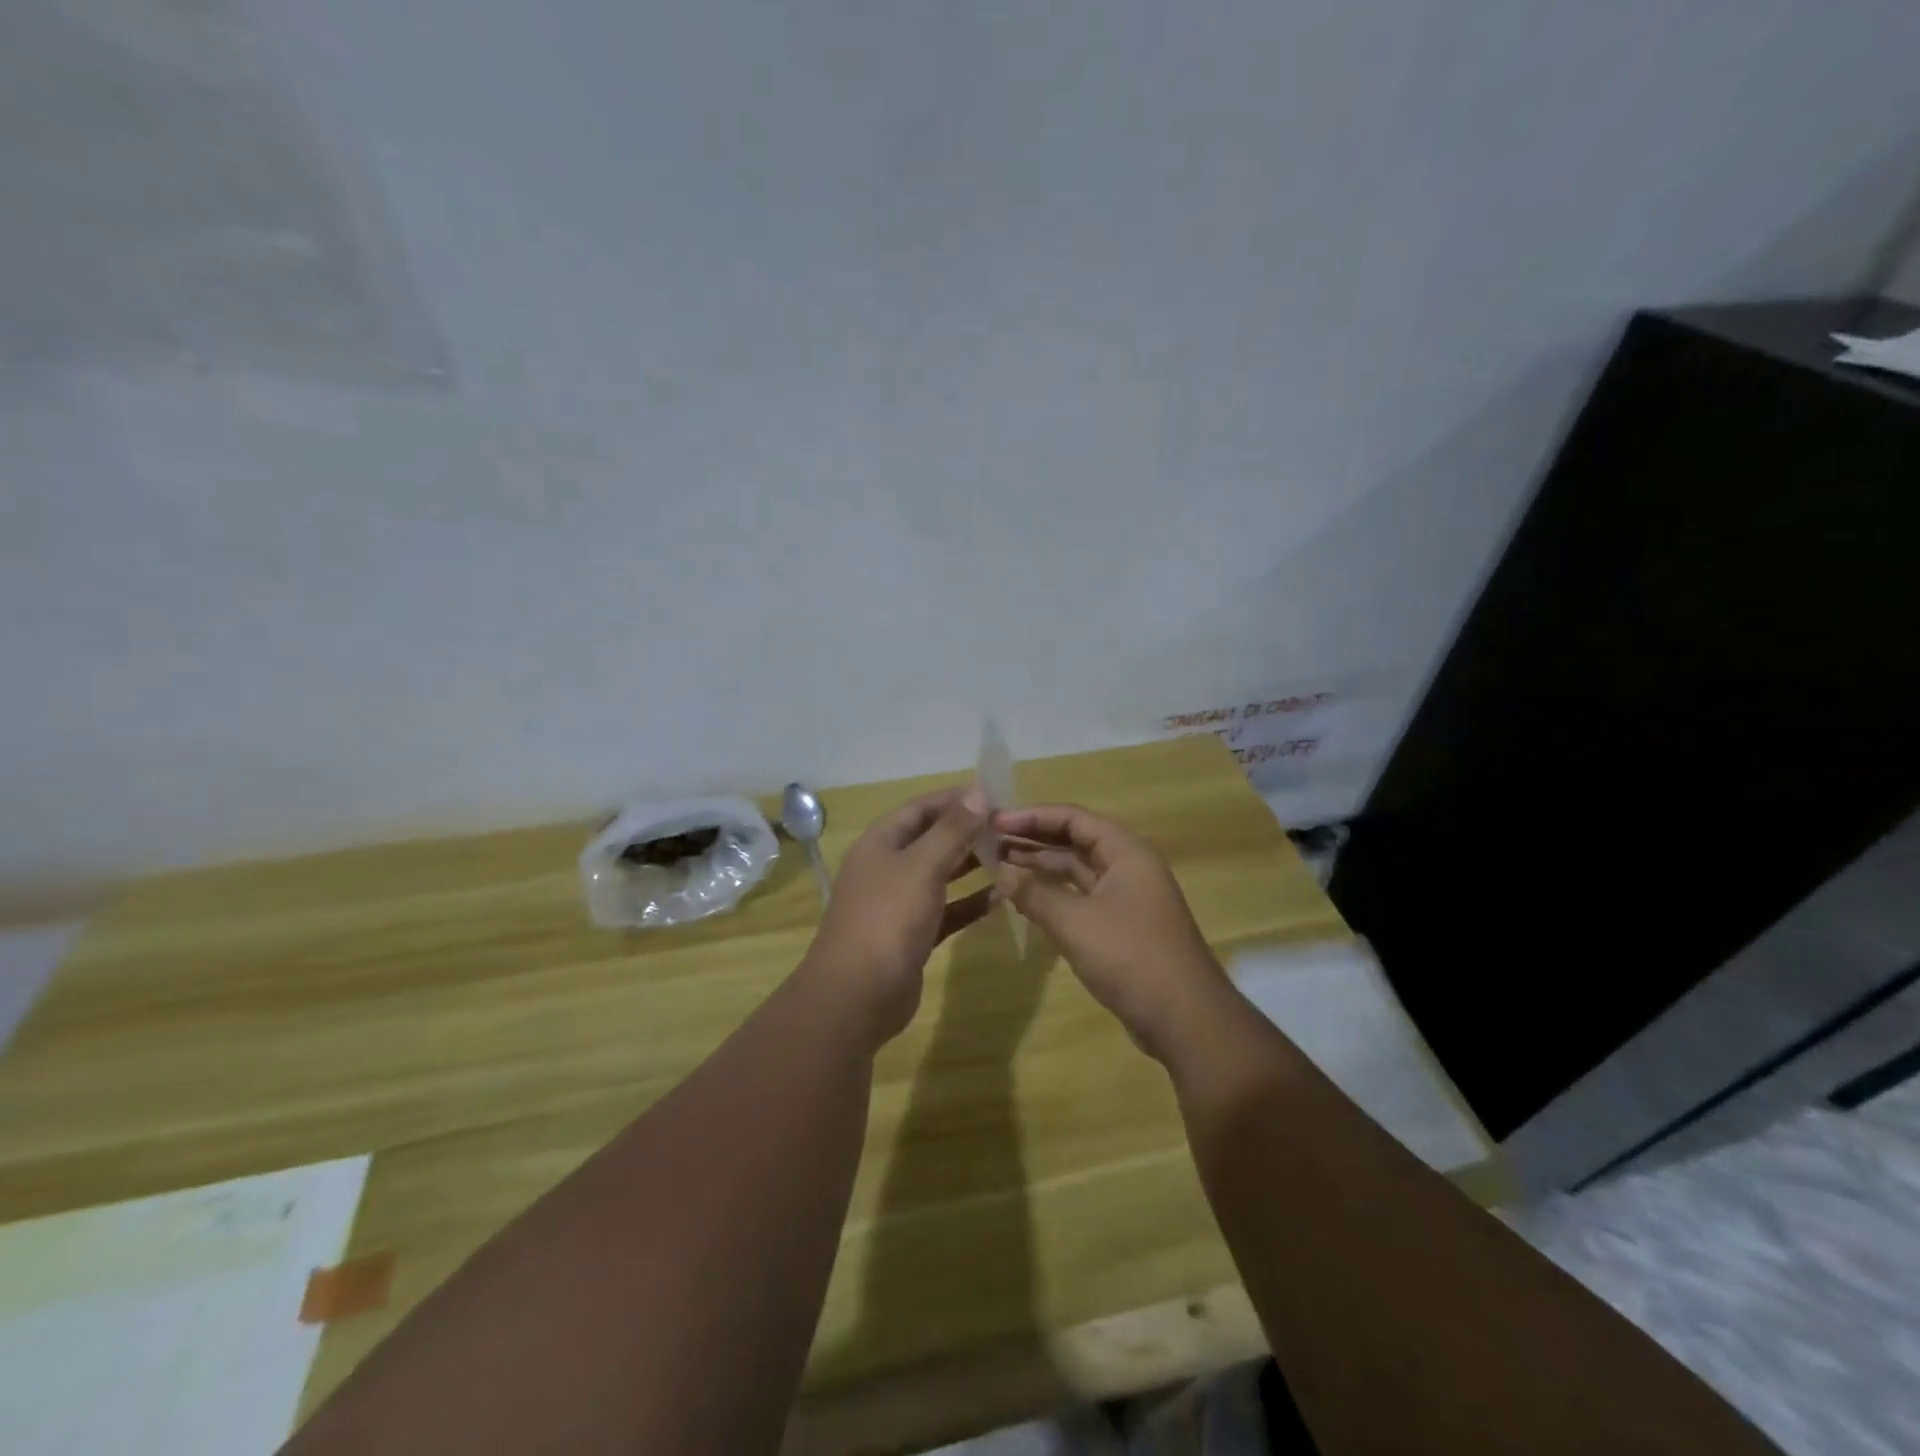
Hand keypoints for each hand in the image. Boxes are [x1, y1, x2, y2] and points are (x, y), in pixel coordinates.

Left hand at [802, 785, 993, 1044]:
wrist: (856, 996)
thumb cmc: (887, 919)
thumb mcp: (922, 866)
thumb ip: (952, 830)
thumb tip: (979, 791)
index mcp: (880, 843)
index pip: (921, 808)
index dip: (955, 798)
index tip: (995, 794)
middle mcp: (887, 868)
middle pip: (931, 839)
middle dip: (967, 831)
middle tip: (1010, 827)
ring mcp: (898, 903)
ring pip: (940, 875)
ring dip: (972, 865)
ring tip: (1011, 856)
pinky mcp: (912, 936)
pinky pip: (947, 910)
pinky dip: (971, 902)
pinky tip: (1002, 897)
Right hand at [993, 804, 1228, 1061]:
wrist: (1185, 1019)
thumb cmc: (1131, 957)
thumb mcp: (1075, 922)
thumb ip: (1036, 894)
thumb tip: (1004, 877)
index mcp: (1126, 852)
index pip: (1073, 818)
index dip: (1032, 816)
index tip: (995, 822)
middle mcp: (1128, 867)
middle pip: (1075, 840)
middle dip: (1033, 839)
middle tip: (990, 842)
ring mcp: (1126, 897)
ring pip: (1077, 870)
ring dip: (1041, 867)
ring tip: (999, 865)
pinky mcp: (1121, 926)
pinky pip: (1081, 897)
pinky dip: (1053, 894)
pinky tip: (1024, 899)